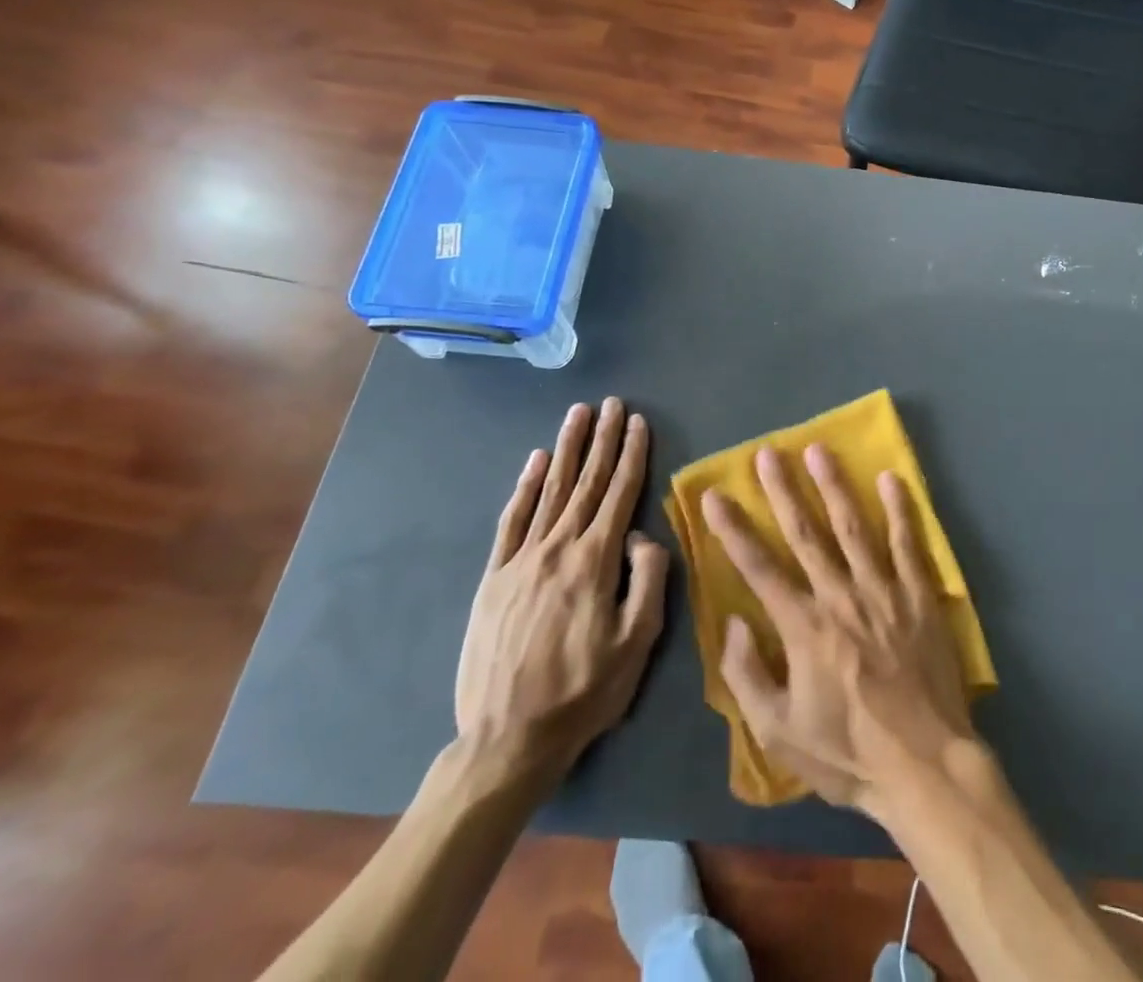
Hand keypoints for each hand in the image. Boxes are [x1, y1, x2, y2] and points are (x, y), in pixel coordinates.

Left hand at [454, 398, 668, 790]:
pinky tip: (535, 463)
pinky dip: (525, 487)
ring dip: (566, 449)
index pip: (619, 493)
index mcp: (595, 561)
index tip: (638, 422)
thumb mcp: (638, 642)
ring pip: (550, 491)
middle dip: (602, 439)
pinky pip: (512, 521)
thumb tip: (642, 535)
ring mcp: (521, 560)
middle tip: (612, 404)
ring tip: (578, 415)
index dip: (631, 455)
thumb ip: (648, 579)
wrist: (507, 739)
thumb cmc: (584, 691)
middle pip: (586, 482)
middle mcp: (558, 548)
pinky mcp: (494, 578)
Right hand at [701, 445, 975, 818]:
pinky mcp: (919, 595)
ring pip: (853, 527)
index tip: (715, 495)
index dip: (733, 530)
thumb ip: (749, 676)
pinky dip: (900, 509)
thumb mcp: (779, 733)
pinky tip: (890, 478)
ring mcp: (883, 591)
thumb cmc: (847, 753)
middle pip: (806, 533)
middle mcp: (840, 597)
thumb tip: (734, 622)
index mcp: (803, 628)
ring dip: (834, 485)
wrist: (924, 765)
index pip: (759, 568)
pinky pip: (908, 543)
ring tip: (819, 450)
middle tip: (767, 452)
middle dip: (783, 490)